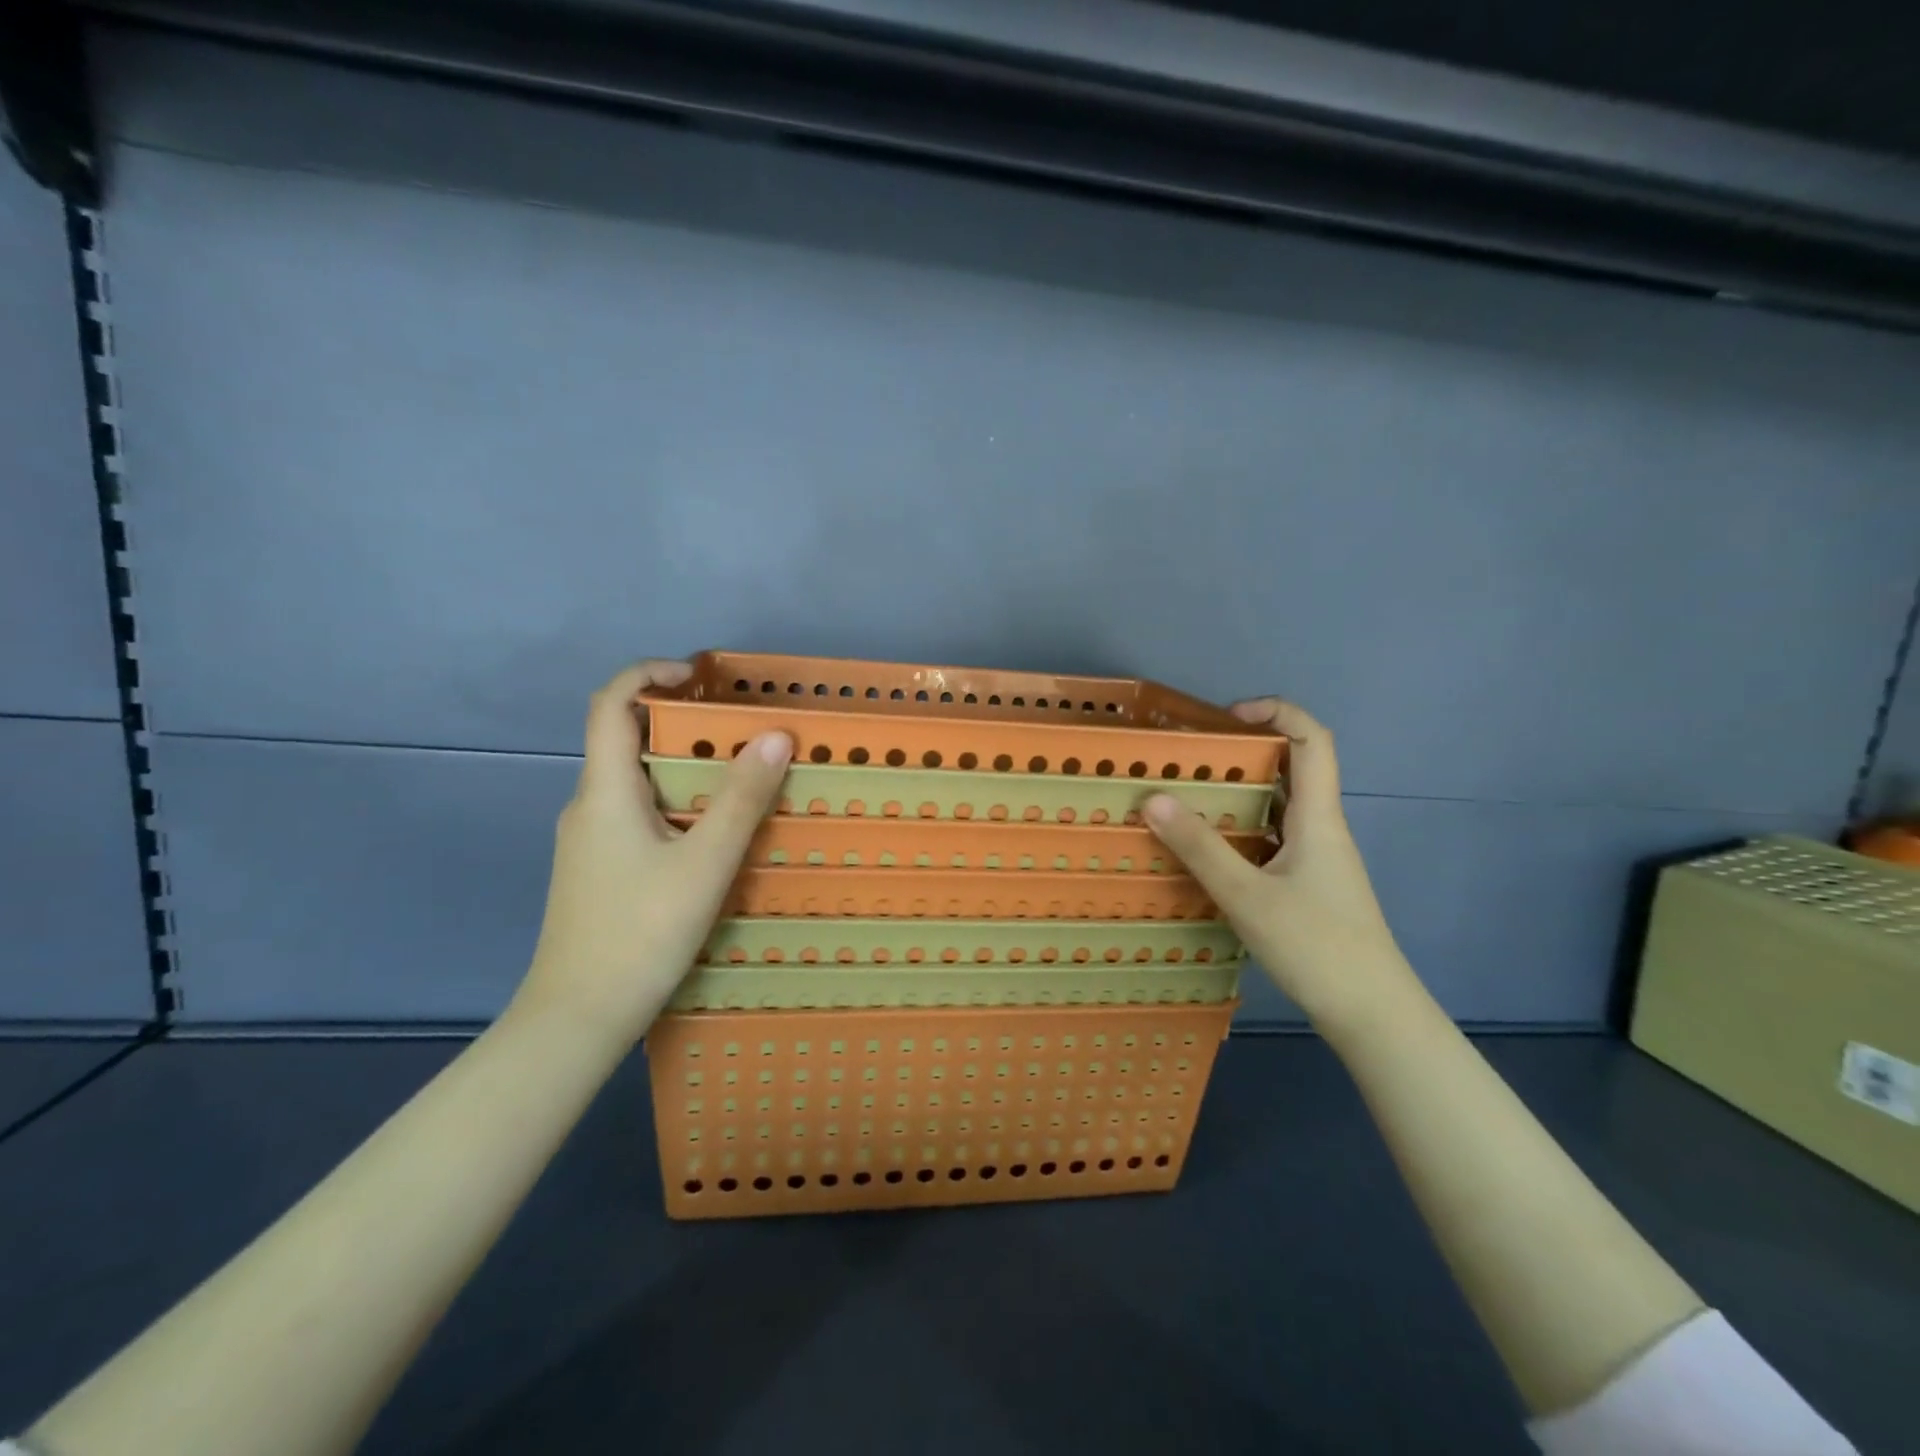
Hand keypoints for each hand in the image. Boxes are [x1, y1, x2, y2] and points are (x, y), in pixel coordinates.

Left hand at [515, 660, 791, 1043]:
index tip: (698, 677)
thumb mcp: (705, 863)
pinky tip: (710, 836)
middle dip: (681, 722)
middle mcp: (589, 805)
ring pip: (635, 781)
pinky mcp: (598, 869)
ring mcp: (589, 840)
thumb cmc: (640, 933)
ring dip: (683, 766)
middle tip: (740, 731)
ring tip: (738, 780)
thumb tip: (775, 735)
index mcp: (605, 791)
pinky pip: (637, 814)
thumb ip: (741, 799)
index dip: (649, 673)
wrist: (577, 1019)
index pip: (610, 704)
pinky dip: (675, 803)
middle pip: (625, 739)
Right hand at [1144, 698, 1414, 1030]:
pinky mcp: (1310, 886)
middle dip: (1244, 752)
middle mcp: (1321, 829)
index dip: (1276, 711)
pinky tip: (1209, 852)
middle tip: (1193, 759)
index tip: (1227, 717)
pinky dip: (1242, 832)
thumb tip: (1153, 798)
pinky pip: (1273, 840)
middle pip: (1293, 768)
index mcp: (1318, 817)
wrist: (1373, 1015)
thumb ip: (1200, 847)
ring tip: (1188, 799)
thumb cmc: (1316, 946)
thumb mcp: (1247, 895)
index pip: (1312, 739)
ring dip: (1239, 794)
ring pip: (1280, 808)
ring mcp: (1318, 860)